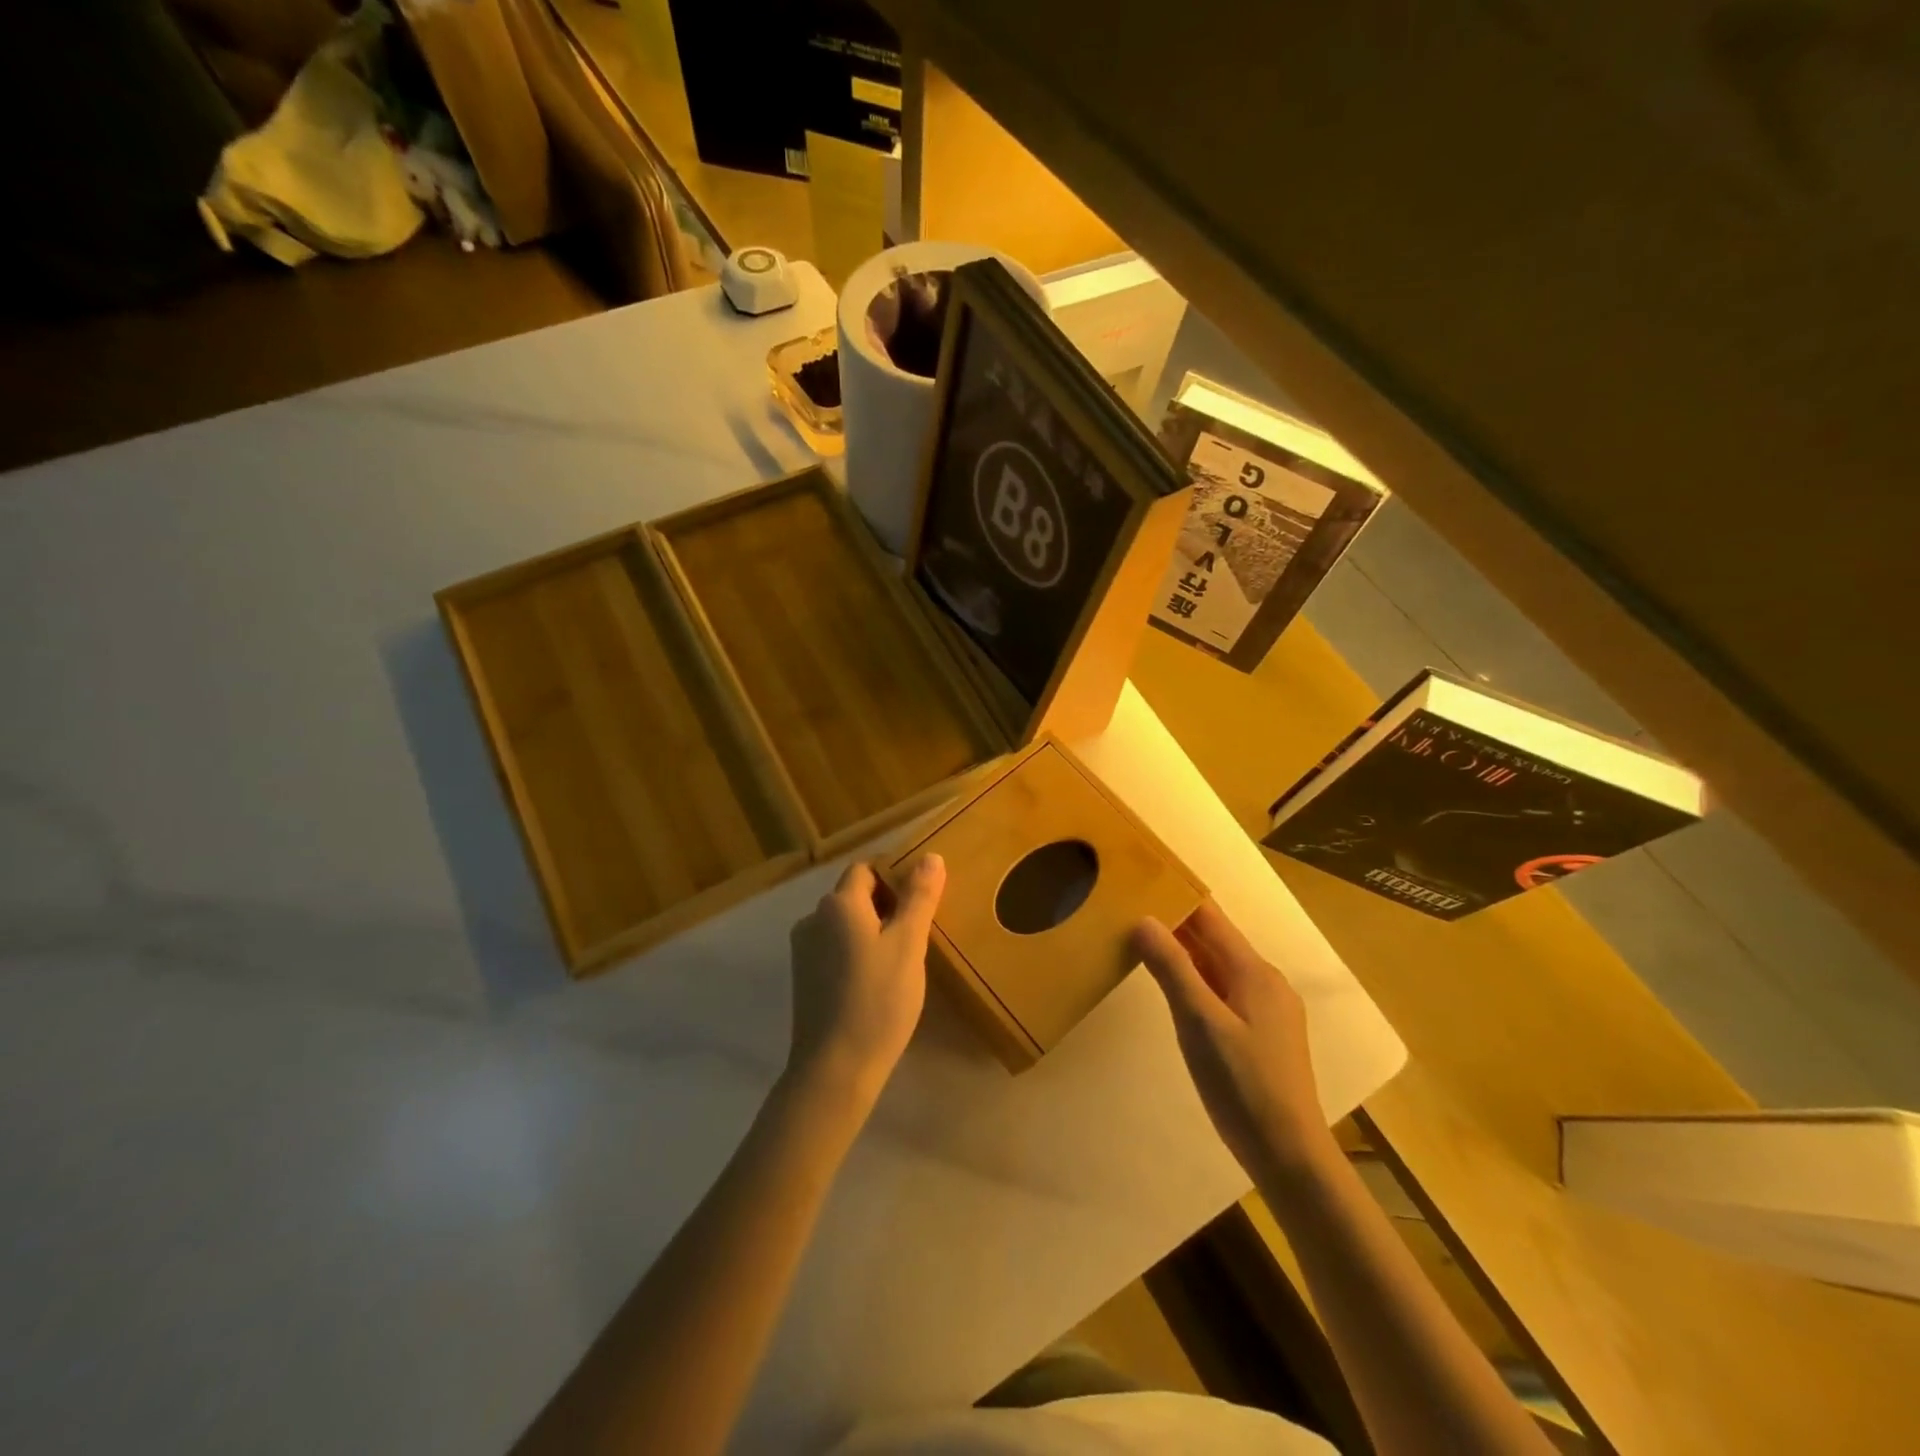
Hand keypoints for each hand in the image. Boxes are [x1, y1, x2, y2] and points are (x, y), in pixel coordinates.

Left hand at [786, 855, 945, 1104]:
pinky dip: (856, 953)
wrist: (834, 1069)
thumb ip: (919, 897)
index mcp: (838, 903)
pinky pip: (834, 949)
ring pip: (845, 924)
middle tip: (917, 935)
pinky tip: (875, 982)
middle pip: (854, 896)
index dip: (895, 879)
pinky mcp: (803, 978)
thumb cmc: (878, 1000)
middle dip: (886, 906)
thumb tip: (930, 856)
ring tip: (900, 961)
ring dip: (872, 931)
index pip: (866, 869)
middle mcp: (813, 918)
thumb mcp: (908, 945)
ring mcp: (803, 950)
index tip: (921, 904)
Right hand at [1133, 901, 1334, 1179]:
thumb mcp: (1199, 1022)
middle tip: (1130, 909)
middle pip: (1215, 940)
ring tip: (1142, 942)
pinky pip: (1223, 991)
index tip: (1142, 880)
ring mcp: (1266, 1010)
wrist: (1288, 1154)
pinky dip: (1196, 980)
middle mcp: (1265, 982)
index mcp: (1254, 972)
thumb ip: (1172, 968)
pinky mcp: (1261, 1034)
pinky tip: (1173, 989)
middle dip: (1176, 923)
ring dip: (1184, 953)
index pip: (1210, 918)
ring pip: (1218, 967)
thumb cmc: (1242, 1084)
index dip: (1178, 896)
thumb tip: (1144, 920)